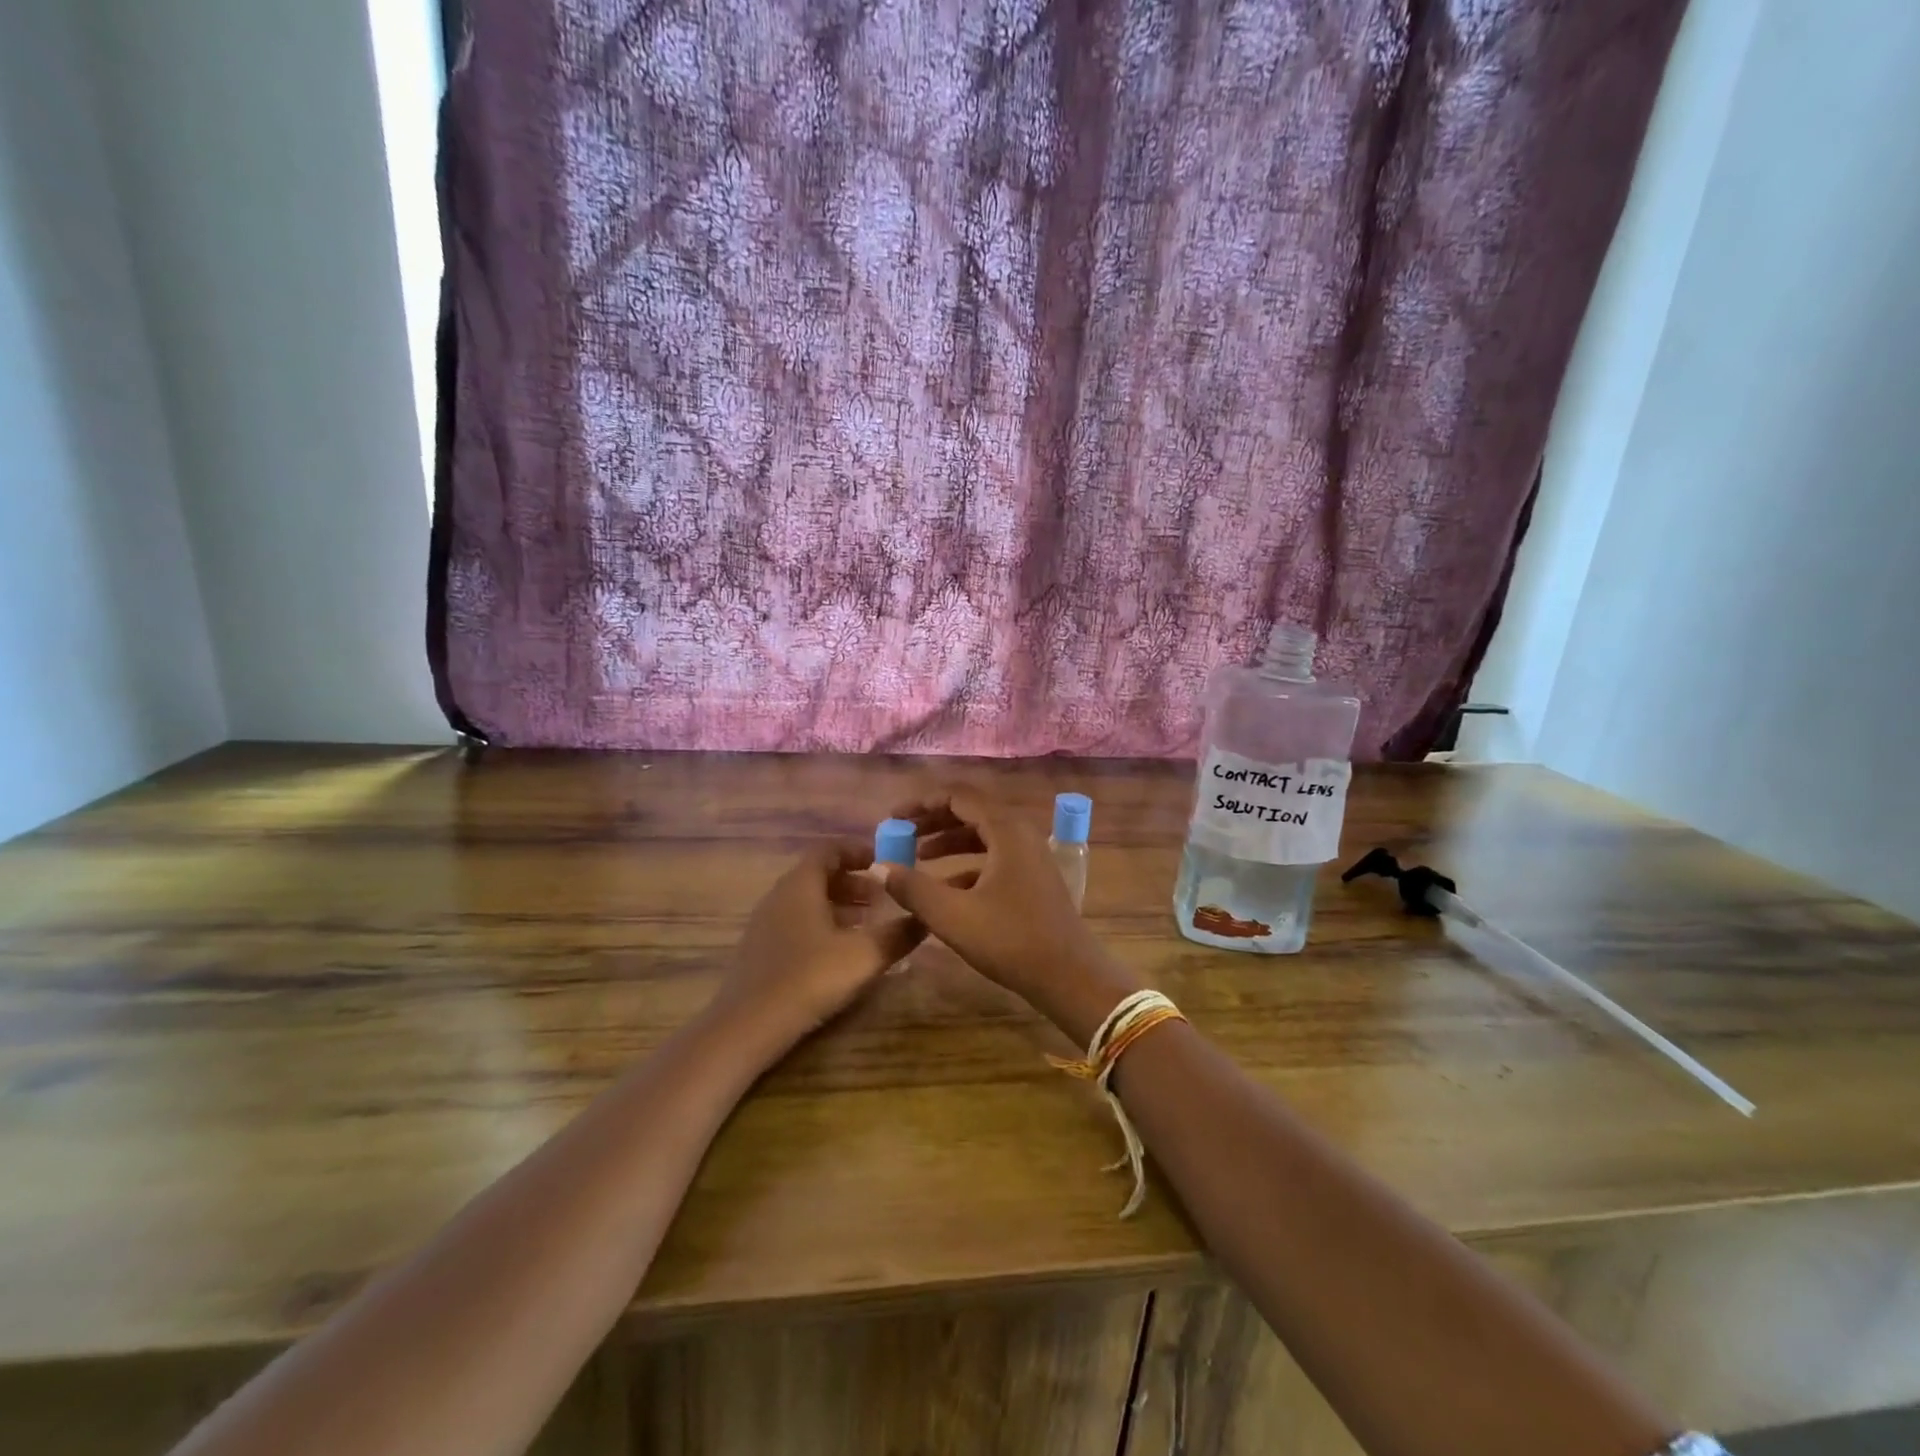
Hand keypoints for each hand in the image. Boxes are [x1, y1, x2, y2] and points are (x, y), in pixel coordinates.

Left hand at [714, 842, 925, 1046]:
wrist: (748, 1025)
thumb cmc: (809, 977)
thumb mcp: (864, 955)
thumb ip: (898, 934)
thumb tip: (925, 917)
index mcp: (801, 884)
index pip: (829, 849)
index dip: (858, 850)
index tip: (885, 861)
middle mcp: (780, 895)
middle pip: (819, 874)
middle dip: (853, 881)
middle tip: (882, 898)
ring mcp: (766, 922)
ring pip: (808, 900)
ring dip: (839, 905)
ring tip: (867, 924)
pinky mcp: (761, 949)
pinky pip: (797, 921)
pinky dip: (822, 924)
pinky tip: (839, 951)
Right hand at [882, 788, 1141, 1044]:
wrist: (1071, 977)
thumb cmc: (1011, 940)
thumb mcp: (953, 915)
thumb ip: (912, 888)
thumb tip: (878, 867)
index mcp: (1006, 830)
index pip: (958, 796)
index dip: (922, 803)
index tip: (894, 817)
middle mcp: (1021, 835)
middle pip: (971, 812)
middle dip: (933, 821)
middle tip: (902, 834)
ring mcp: (1031, 858)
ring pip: (983, 837)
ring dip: (949, 843)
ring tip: (916, 858)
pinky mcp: (1033, 880)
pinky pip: (994, 859)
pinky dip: (967, 866)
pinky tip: (945, 889)